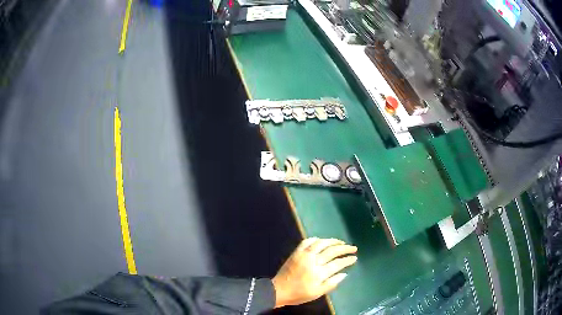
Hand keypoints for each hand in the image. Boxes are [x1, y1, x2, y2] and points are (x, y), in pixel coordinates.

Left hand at [272, 238, 357, 307]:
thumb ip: (332, 283)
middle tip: (353, 248)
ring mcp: (304, 255)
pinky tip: (322, 241)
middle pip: (332, 251)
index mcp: (319, 273)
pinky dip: (316, 239)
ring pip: (321, 243)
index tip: (354, 257)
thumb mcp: (317, 293)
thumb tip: (344, 274)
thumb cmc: (299, 294)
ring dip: (333, 241)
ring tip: (341, 242)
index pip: (338, 263)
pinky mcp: (296, 252)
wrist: (279, 290)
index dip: (347, 260)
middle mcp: (313, 261)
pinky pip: (307, 241)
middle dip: (345, 248)